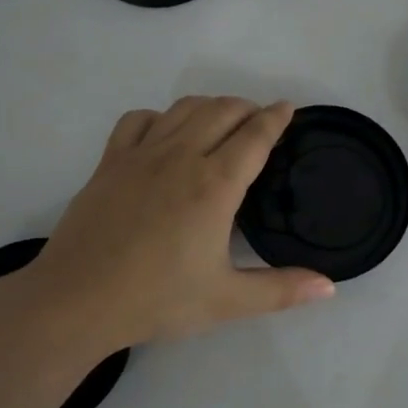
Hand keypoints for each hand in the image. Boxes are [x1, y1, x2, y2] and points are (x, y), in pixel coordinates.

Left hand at [22, 97, 334, 344]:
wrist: (77, 301)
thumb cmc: (156, 300)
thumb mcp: (226, 301)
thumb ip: (281, 290)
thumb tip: (330, 288)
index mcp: (215, 185)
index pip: (255, 136)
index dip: (276, 118)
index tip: (288, 108)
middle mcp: (182, 157)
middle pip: (222, 111)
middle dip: (247, 107)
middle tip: (260, 120)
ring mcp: (141, 155)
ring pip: (183, 108)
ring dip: (210, 106)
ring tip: (222, 119)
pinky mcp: (110, 162)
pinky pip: (138, 120)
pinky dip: (159, 116)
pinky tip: (164, 131)